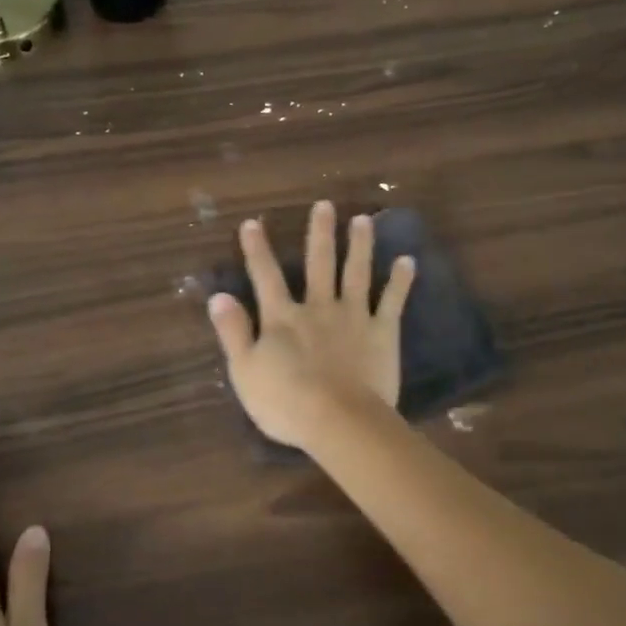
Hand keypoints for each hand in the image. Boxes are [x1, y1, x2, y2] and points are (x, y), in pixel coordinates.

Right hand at [206, 200, 414, 450]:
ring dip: (359, 245)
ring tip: (363, 219)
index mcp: (283, 318)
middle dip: (320, 233)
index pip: (265, 277)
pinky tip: (408, 261)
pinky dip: (400, 281)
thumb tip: (218, 296)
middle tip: (325, 205)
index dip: (257, 250)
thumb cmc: (286, 402)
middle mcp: (318, 307)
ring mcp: (353, 317)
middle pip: (318, 264)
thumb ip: (233, 332)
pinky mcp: (382, 332)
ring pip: (356, 273)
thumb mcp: (245, 371)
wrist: (338, 420)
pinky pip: (392, 301)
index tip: (252, 223)